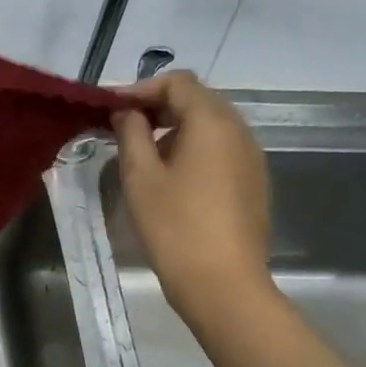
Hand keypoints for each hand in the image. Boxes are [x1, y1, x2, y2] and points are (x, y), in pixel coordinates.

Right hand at [112, 71, 273, 314]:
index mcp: (211, 122)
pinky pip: (221, 148)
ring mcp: (251, 156)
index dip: (142, 88)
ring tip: (144, 153)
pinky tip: (172, 176)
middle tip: (124, 126)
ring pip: (211, 124)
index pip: (177, 82)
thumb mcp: (140, 176)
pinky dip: (194, 147)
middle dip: (159, 105)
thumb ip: (131, 133)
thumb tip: (128, 112)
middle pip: (198, 99)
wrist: (223, 283)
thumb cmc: (175, 226)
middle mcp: (239, 130)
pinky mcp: (253, 181)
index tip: (111, 108)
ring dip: (176, 127)